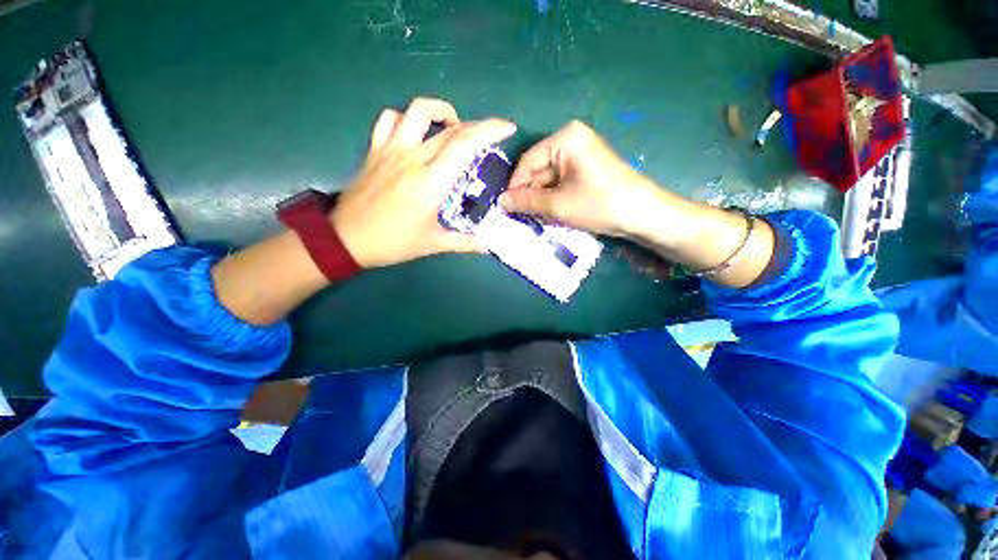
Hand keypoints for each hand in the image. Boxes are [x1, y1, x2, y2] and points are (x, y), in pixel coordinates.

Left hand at [331, 98, 516, 267]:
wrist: (346, 239)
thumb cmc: (393, 242)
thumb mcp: (433, 244)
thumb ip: (464, 243)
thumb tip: (488, 245)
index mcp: (431, 182)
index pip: (465, 145)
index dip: (490, 130)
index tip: (507, 128)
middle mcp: (413, 158)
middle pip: (450, 128)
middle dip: (476, 126)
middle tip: (487, 137)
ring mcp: (391, 150)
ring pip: (418, 111)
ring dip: (442, 112)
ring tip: (452, 128)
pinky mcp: (375, 150)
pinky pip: (390, 119)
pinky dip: (406, 119)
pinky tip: (415, 134)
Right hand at [499, 120, 659, 236]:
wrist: (642, 214)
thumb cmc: (598, 204)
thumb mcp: (557, 205)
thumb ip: (526, 202)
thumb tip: (501, 202)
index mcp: (565, 138)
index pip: (528, 161)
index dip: (516, 186)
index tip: (506, 207)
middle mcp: (572, 141)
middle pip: (539, 170)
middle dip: (530, 195)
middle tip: (520, 217)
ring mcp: (582, 155)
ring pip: (550, 179)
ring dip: (542, 200)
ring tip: (536, 218)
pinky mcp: (588, 170)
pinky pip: (562, 183)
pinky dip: (555, 199)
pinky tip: (552, 214)